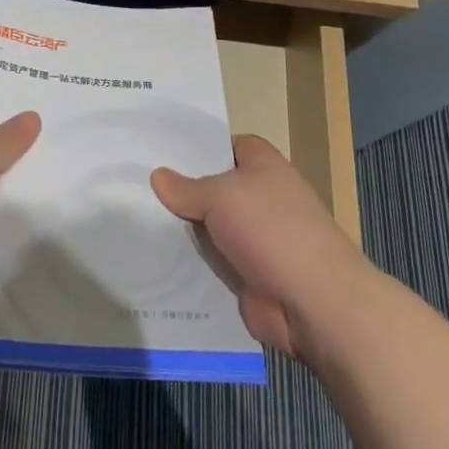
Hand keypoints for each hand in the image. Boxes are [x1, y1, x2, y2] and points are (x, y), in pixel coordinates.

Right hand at [152, 135, 369, 362]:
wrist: (314, 302)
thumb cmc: (271, 229)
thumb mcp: (221, 196)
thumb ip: (187, 188)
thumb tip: (157, 175)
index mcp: (263, 165)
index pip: (226, 145)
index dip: (198, 147)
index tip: (161, 150)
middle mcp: (261, 197)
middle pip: (214, 188)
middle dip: (182, 190)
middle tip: (135, 185)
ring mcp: (256, 239)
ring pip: (210, 227)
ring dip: (184, 231)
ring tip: (135, 220)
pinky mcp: (249, 275)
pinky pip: (213, 263)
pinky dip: (192, 264)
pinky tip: (154, 259)